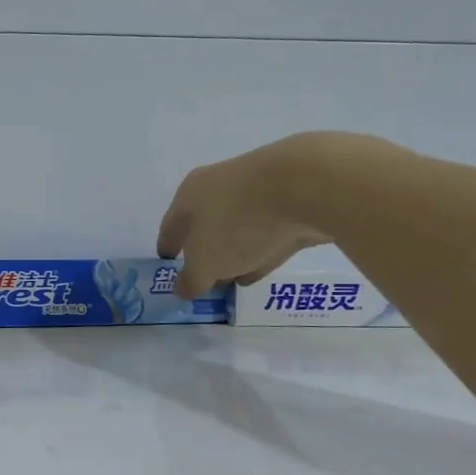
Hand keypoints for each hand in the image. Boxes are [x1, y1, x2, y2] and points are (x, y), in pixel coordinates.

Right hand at [155, 135, 339, 298]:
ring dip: (234, 252)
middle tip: (203, 278)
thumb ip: (192, 280)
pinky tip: (262, 267)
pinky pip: (268, 231)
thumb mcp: (206, 263)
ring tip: (233, 279)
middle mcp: (218, 185)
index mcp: (189, 195)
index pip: (171, 226)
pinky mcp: (291, 199)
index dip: (168, 249)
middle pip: (205, 224)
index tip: (168, 266)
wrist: (306, 186)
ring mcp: (257, 190)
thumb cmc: (238, 223)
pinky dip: (261, 249)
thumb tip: (182, 288)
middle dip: (204, 252)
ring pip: (238, 227)